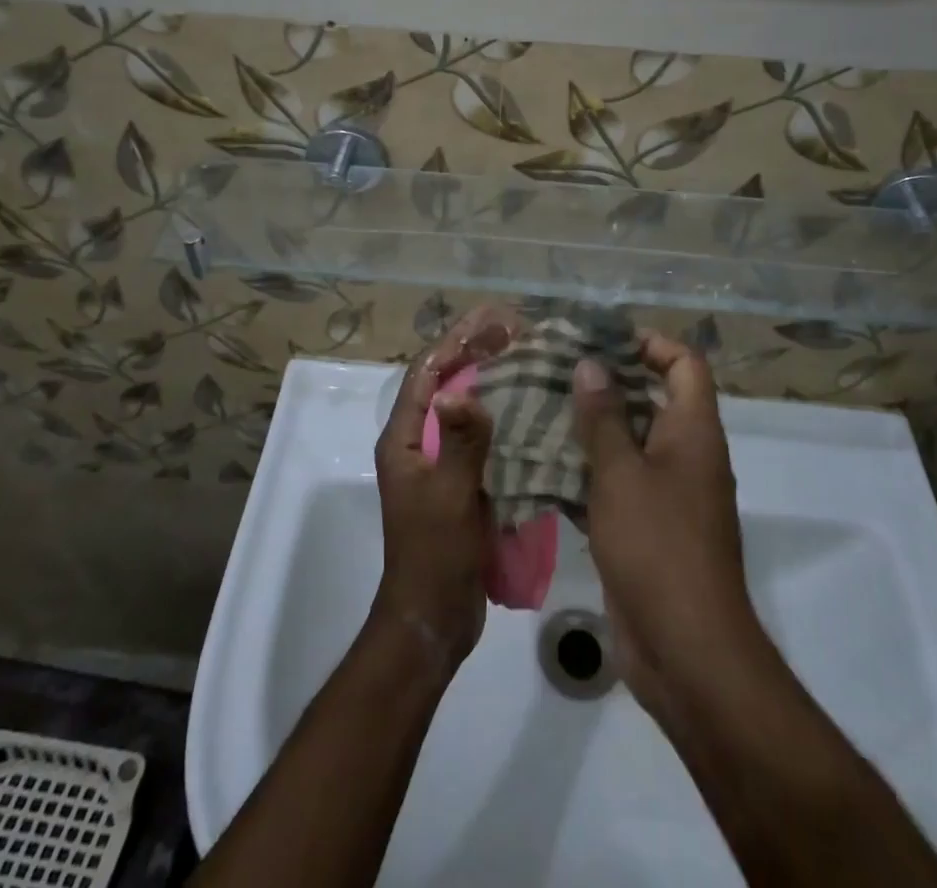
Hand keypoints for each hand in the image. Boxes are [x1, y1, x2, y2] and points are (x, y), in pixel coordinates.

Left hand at [372, 306, 519, 670]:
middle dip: (476, 353)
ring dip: (492, 381)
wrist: (434, 618)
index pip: (427, 373)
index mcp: (404, 438)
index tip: (492, 319)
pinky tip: (532, 408)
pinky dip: (502, 417)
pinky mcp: (461, 482)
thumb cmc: (435, 553)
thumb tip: (461, 388)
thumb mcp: (449, 495)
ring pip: (465, 408)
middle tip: (516, 330)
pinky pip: (481, 437)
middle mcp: (418, 442)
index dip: (456, 341)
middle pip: (446, 383)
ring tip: (528, 357)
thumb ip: (460, 441)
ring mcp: (439, 463)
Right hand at [573, 333, 758, 720]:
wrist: (687, 650)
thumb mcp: (622, 473)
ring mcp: (668, 494)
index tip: (601, 341)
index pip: (684, 364)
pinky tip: (543, 467)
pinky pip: (618, 485)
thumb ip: (605, 417)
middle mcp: (686, 455)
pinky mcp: (648, 528)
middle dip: (607, 384)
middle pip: (652, 399)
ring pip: (630, 443)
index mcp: (693, 431)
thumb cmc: (658, 546)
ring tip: (540, 411)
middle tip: (555, 372)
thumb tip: (592, 364)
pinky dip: (588, 473)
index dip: (650, 344)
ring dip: (591, 429)